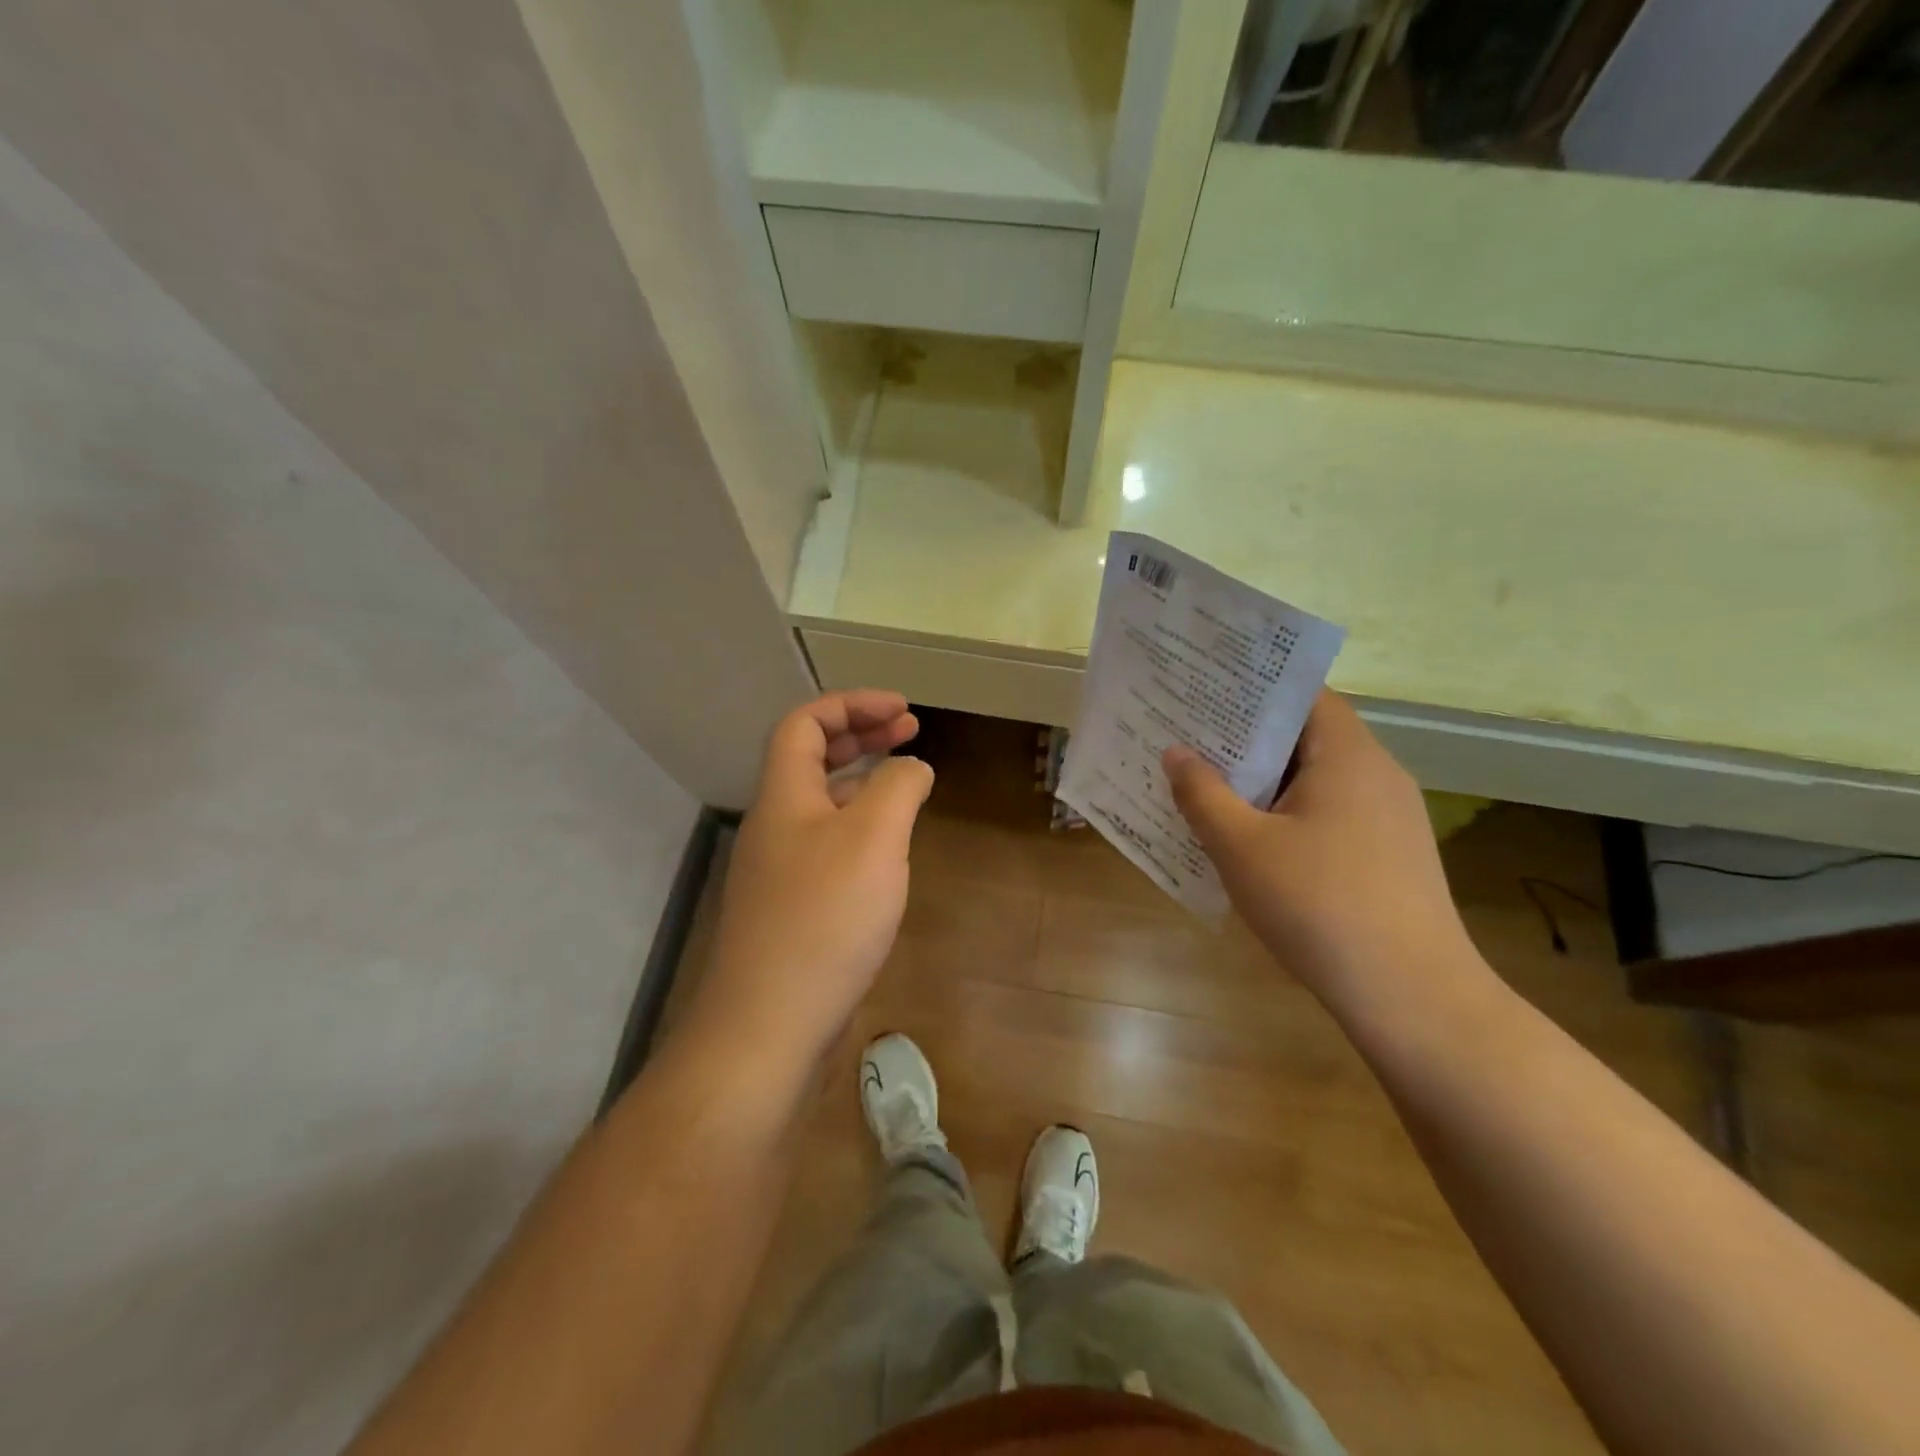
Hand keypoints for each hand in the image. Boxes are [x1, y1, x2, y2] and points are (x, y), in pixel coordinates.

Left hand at [692, 691, 933, 1065]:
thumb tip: (912, 766)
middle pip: (812, 759)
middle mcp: (776, 825)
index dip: (852, 705)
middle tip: (911, 732)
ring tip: (908, 785)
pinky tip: (890, 853)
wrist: (769, 1026)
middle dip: (862, 736)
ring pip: (822, 805)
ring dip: (863, 783)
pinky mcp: (793, 910)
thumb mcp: (874, 838)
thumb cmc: (824, 919)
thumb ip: (898, 787)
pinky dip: (861, 831)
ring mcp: (780, 871)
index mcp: (785, 796)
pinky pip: (829, 848)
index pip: (805, 724)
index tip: (904, 711)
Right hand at [1162, 692, 1482, 1007]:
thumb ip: (1203, 793)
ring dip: (1265, 782)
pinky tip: (1253, 843)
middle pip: (1307, 736)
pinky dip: (1289, 815)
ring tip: (1209, 788)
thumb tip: (1176, 752)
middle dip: (1247, 738)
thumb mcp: (1242, 846)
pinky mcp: (1390, 856)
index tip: (1205, 692)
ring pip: (1316, 780)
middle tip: (1190, 739)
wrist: (1412, 997)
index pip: (1304, 694)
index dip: (1254, 688)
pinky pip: (1330, 815)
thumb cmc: (1318, 905)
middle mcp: (1377, 774)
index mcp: (1348, 755)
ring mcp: (1390, 818)